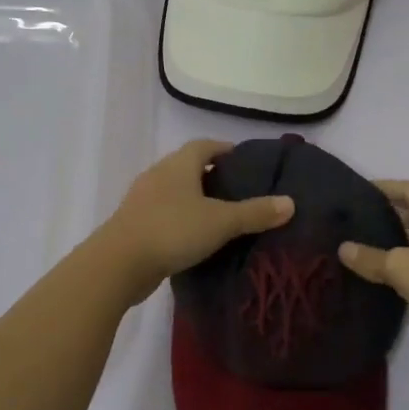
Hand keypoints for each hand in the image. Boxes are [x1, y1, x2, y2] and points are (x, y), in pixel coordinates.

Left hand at [96, 140, 293, 303]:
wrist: (118, 264)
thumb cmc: (172, 231)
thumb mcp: (221, 222)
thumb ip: (255, 212)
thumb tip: (290, 203)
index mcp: (178, 164)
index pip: (204, 146)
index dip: (224, 149)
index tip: (244, 161)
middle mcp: (158, 175)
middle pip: (187, 166)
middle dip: (211, 175)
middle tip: (237, 190)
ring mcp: (141, 200)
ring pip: (173, 191)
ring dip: (193, 199)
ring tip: (219, 215)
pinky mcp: (133, 224)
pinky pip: (163, 214)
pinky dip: (180, 219)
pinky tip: (193, 238)